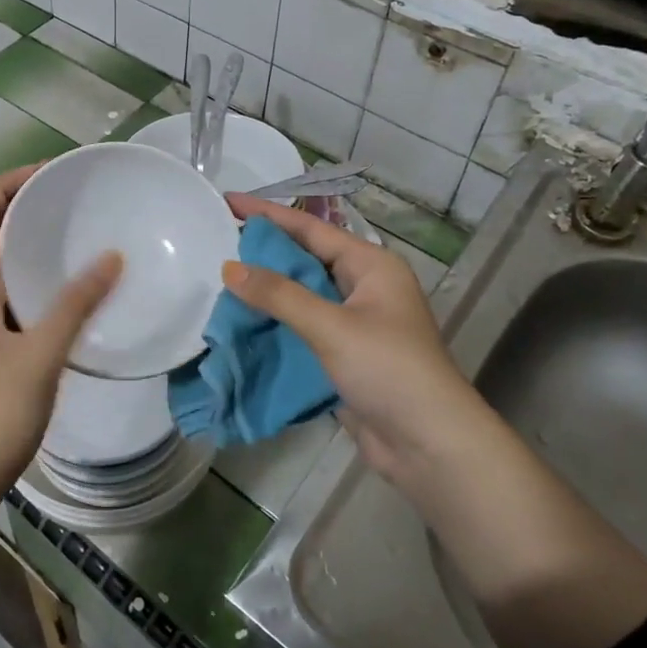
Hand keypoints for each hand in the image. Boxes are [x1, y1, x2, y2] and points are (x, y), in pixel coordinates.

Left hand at [0, 165, 121, 488]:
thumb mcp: (39, 355)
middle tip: (74, 199)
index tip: (49, 173)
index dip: (6, 185)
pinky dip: (39, 279)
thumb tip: (111, 257)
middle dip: (24, 207)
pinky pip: (13, 296)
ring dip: (32, 243)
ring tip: (80, 233)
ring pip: (2, 266)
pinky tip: (74, 291)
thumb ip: (75, 304)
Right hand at [222, 195, 489, 496]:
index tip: (227, 201)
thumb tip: (230, 268)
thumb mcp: (331, 326)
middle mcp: (363, 288)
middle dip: (264, 252)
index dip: (268, 214)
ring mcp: (355, 323)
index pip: (311, 229)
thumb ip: (279, 295)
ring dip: (266, 291)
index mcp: (371, 266)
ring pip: (302, 296)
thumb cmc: (388, 370)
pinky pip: (302, 328)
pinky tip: (242, 323)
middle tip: (217, 241)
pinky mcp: (344, 356)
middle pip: (305, 259)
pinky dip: (275, 324)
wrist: (429, 446)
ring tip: (220, 279)